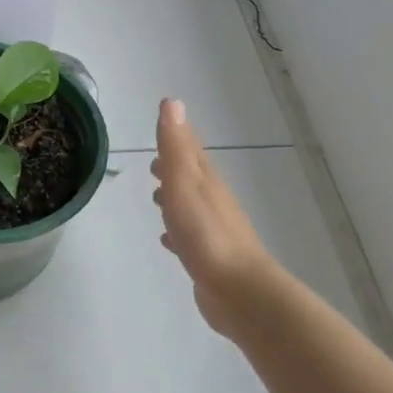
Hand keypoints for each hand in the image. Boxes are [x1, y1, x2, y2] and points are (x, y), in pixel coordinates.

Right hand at [153, 99, 278, 336]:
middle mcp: (212, 202)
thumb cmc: (206, 234)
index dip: (178, 135)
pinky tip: (168, 240)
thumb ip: (176, 147)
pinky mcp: (208, 257)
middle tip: (154, 164)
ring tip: (156, 198)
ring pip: (190, 206)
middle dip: (174, 168)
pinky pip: (188, 236)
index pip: (190, 149)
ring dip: (174, 199)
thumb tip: (173, 102)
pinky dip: (176, 231)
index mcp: (206, 181)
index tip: (165, 120)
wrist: (238, 290)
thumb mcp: (185, 184)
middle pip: (191, 177)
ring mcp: (212, 230)